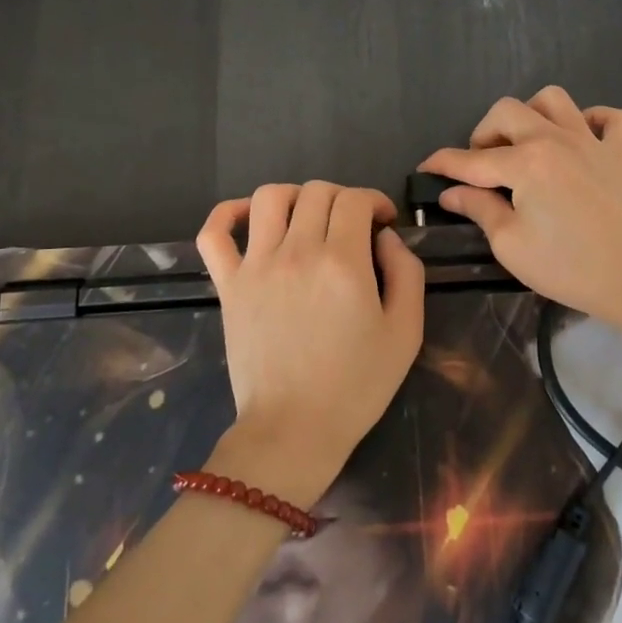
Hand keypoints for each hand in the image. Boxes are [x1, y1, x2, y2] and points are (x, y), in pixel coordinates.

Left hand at [196, 182, 424, 503]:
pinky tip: (249, 219)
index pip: (355, 199)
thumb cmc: (356, 386)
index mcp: (343, 262)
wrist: (294, 430)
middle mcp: (297, 252)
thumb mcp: (405, 332)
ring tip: (307, 219)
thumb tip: (388, 237)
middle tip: (353, 227)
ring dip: (295, 196)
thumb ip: (407, 273)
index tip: (384, 223)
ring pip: (269, 197)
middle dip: (343, 199)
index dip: (375, 201)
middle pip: (317, 192)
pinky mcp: (228, 285)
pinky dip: (227, 213)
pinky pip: (214, 233)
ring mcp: (256, 266)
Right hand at [419, 86, 621, 329]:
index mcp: (525, 163)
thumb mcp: (510, 244)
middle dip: (484, 133)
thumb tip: (451, 192)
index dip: (443, 163)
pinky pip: (611, 119)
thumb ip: (479, 208)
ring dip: (533, 115)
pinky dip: (593, 121)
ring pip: (555, 100)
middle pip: (507, 111)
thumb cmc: (568, 267)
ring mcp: (592, 142)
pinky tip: (581, 142)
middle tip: (483, 166)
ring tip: (527, 145)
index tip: (426, 167)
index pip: (471, 159)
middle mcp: (555, 139)